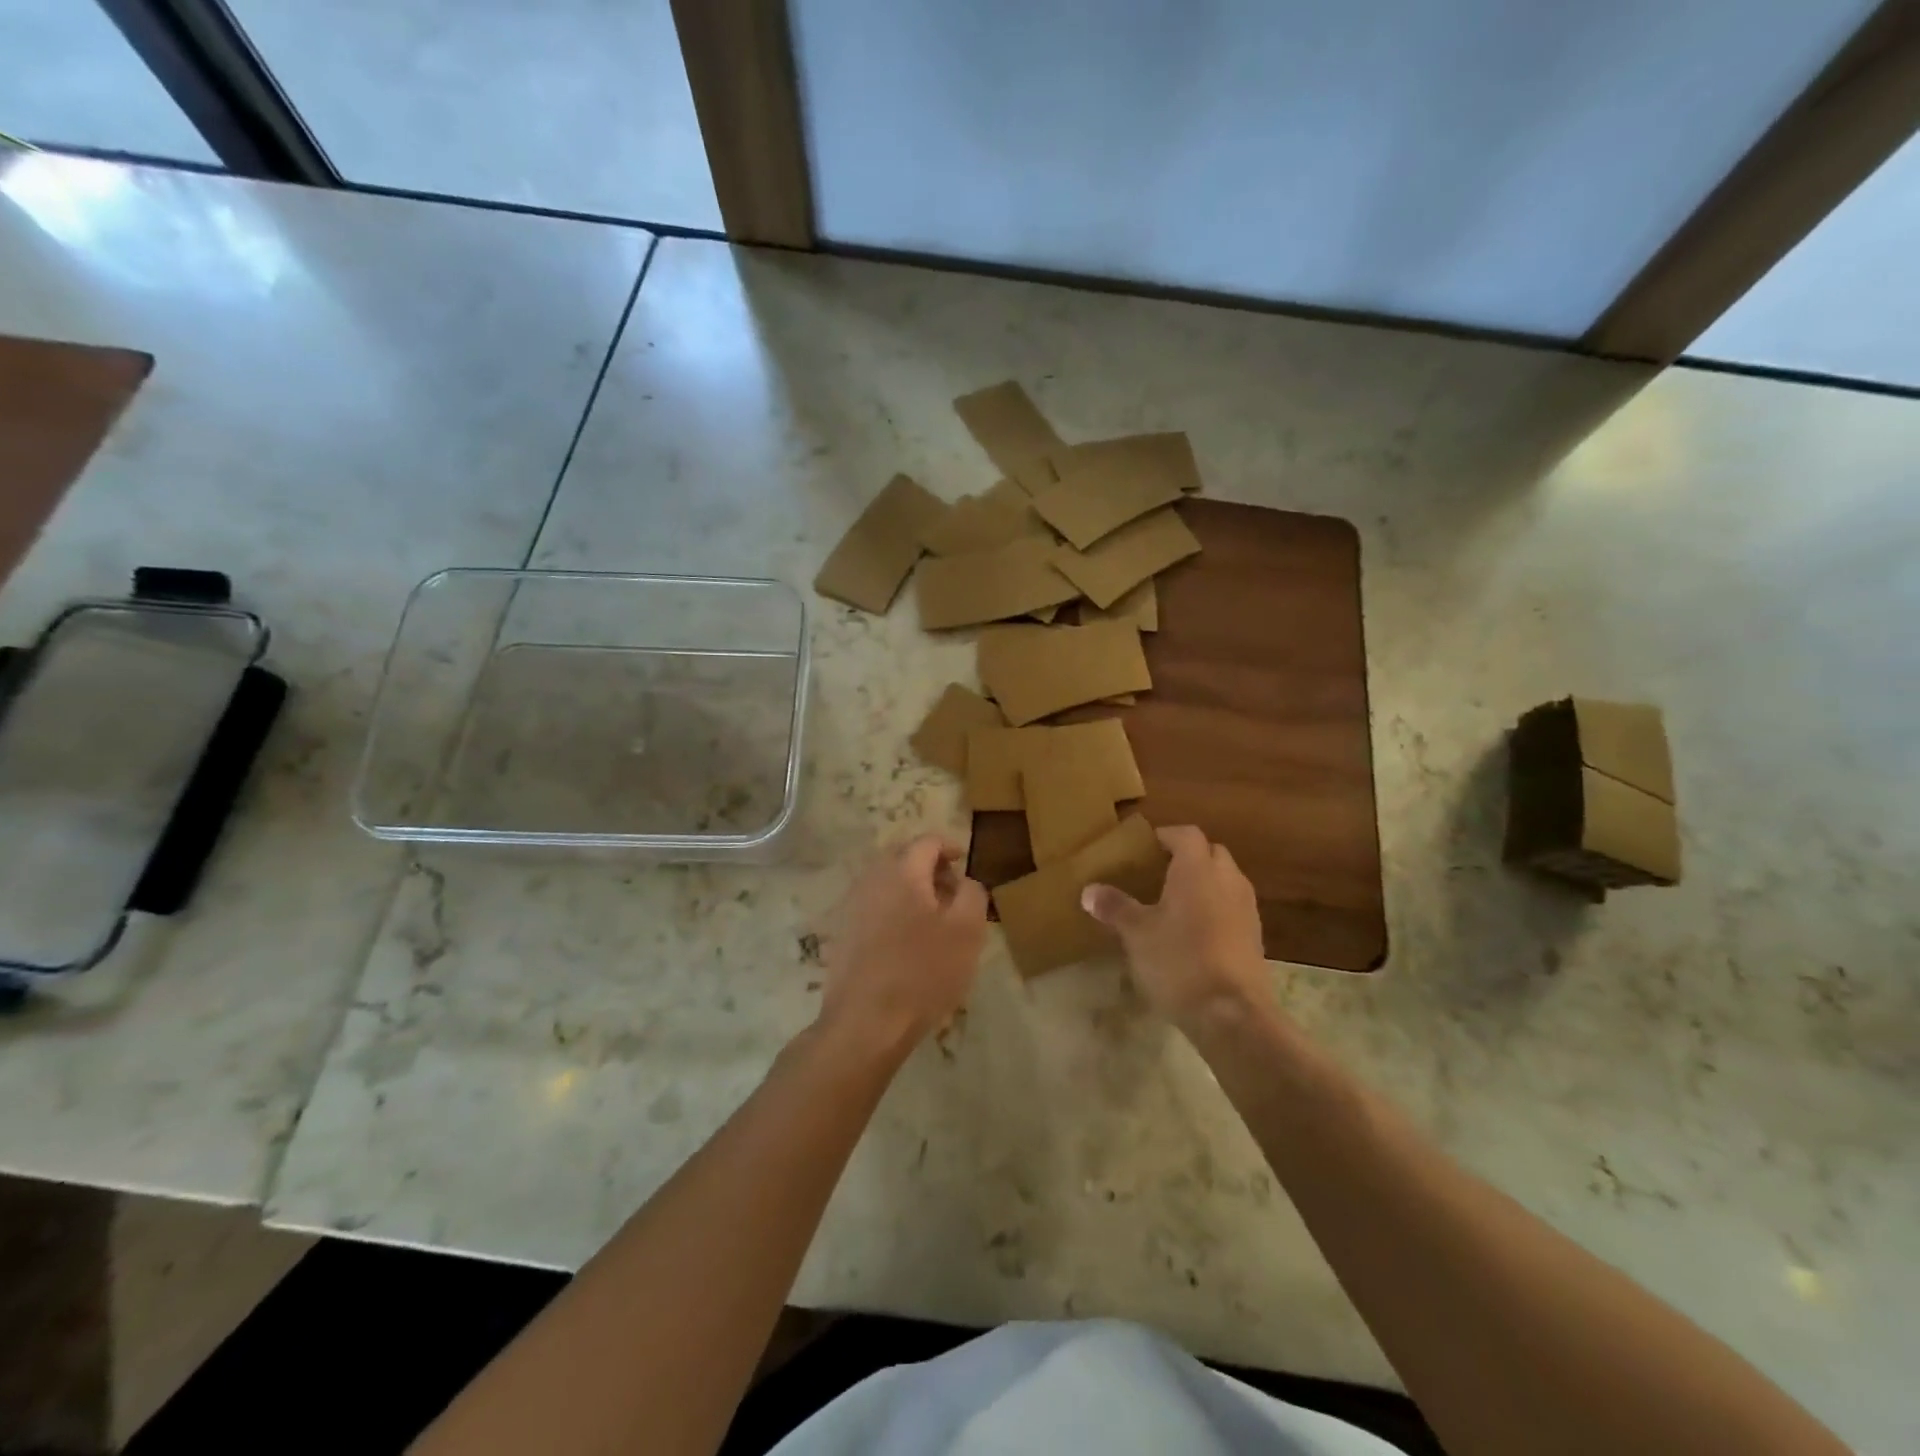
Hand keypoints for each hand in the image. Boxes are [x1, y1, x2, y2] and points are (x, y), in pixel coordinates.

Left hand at [817, 834, 988, 1057]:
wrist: (865, 1023)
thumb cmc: (923, 972)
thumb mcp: (967, 931)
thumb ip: (972, 893)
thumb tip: (964, 880)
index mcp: (902, 871)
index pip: (927, 841)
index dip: (950, 847)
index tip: (965, 863)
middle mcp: (871, 879)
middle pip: (903, 858)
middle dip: (930, 868)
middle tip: (952, 893)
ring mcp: (852, 906)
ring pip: (887, 883)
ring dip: (911, 890)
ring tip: (933, 920)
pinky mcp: (842, 933)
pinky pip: (873, 906)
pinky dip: (893, 910)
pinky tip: (906, 941)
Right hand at [1082, 825, 1274, 1030]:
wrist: (1232, 1014)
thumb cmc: (1179, 961)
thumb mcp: (1137, 934)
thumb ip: (1115, 907)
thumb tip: (1089, 890)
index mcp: (1197, 869)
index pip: (1186, 834)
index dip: (1165, 836)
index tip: (1144, 848)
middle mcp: (1227, 880)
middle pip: (1211, 853)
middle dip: (1188, 857)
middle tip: (1157, 872)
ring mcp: (1247, 909)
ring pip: (1226, 880)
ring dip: (1204, 883)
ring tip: (1174, 902)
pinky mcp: (1255, 937)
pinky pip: (1233, 908)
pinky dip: (1216, 909)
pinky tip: (1194, 933)